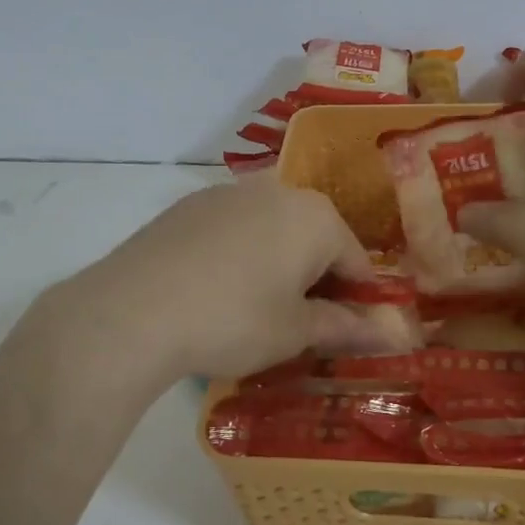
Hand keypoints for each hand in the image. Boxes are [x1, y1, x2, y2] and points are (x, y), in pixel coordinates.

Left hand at [26, 178, 379, 395]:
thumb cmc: (233, 320)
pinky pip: (234, 229)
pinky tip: (216, 290)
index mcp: (315, 216)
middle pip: (315, 238)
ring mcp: (229, 193)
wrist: (133, 311)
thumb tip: (391, 333)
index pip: (357, 260)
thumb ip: (345, 326)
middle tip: (302, 326)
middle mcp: (278, 190)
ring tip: (256, 310)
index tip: (348, 334)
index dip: (359, 301)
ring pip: (273, 230)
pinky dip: (239, 255)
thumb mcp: (295, 332)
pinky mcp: (189, 205)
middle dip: (317, 279)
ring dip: (278, 264)